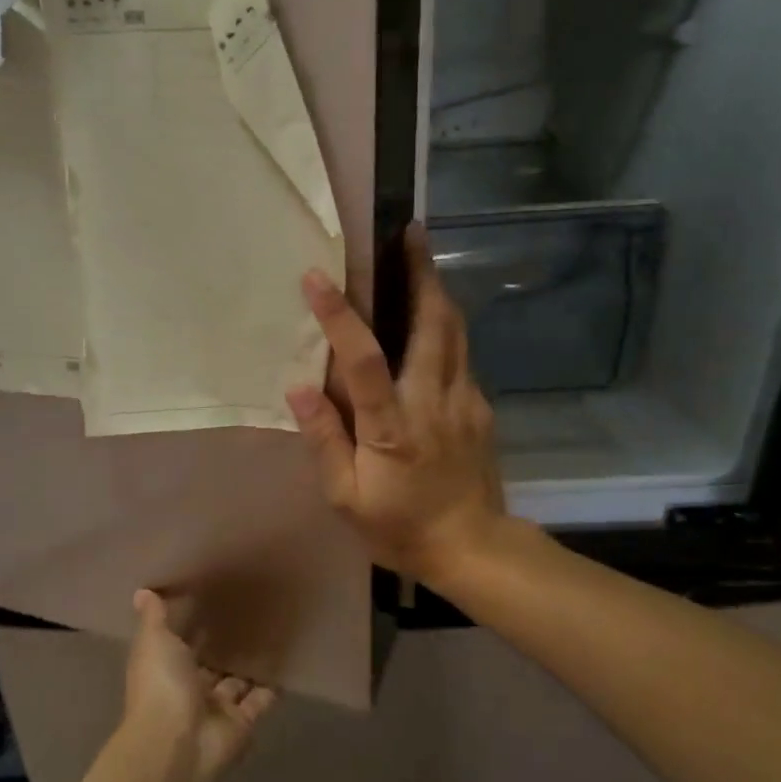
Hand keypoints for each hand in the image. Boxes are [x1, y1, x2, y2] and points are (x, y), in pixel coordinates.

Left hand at [123, 589, 276, 781]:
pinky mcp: (242, 723)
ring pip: (236, 681)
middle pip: (210, 664)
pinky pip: (260, 700)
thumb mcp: (153, 642)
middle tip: (250, 612)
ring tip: (274, 633)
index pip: (180, 643)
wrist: (176, 744)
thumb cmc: (161, 685)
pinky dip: (272, 687)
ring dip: (249, 665)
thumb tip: (142, 592)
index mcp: (165, 668)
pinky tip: (288, 663)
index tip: (211, 598)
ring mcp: (216, 709)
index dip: (192, 625)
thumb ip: (154, 618)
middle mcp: (189, 688)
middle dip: (224, 645)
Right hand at [286, 224, 507, 584]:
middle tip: (410, 233)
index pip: (364, 362)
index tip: (318, 277)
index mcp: (393, 428)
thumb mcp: (347, 499)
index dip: (340, 317)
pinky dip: (446, 327)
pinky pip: (462, 356)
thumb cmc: (400, 527)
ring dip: (438, 291)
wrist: (473, 548)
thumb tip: (299, 389)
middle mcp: (434, 402)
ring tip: (423, 258)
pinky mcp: (481, 408)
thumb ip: (324, 441)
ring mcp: (465, 401)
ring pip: (456, 332)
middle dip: (421, 274)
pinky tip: (433, 320)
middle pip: (433, 325)